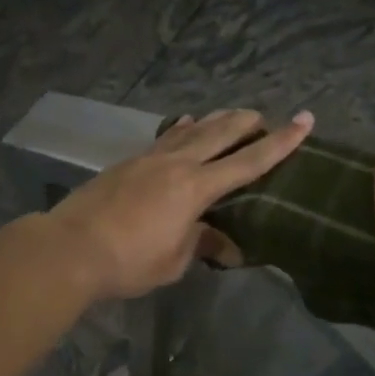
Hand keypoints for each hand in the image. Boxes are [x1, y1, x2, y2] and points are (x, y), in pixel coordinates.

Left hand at [51, 109, 314, 300]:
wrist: (70, 248)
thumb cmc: (128, 261)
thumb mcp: (173, 261)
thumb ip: (202, 245)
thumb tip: (228, 247)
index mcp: (196, 188)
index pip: (248, 162)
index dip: (280, 142)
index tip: (304, 121)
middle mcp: (176, 164)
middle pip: (219, 134)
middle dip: (245, 123)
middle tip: (264, 115)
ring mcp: (149, 159)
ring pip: (190, 130)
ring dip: (214, 121)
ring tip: (230, 114)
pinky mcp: (128, 163)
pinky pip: (164, 138)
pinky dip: (180, 129)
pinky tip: (184, 123)